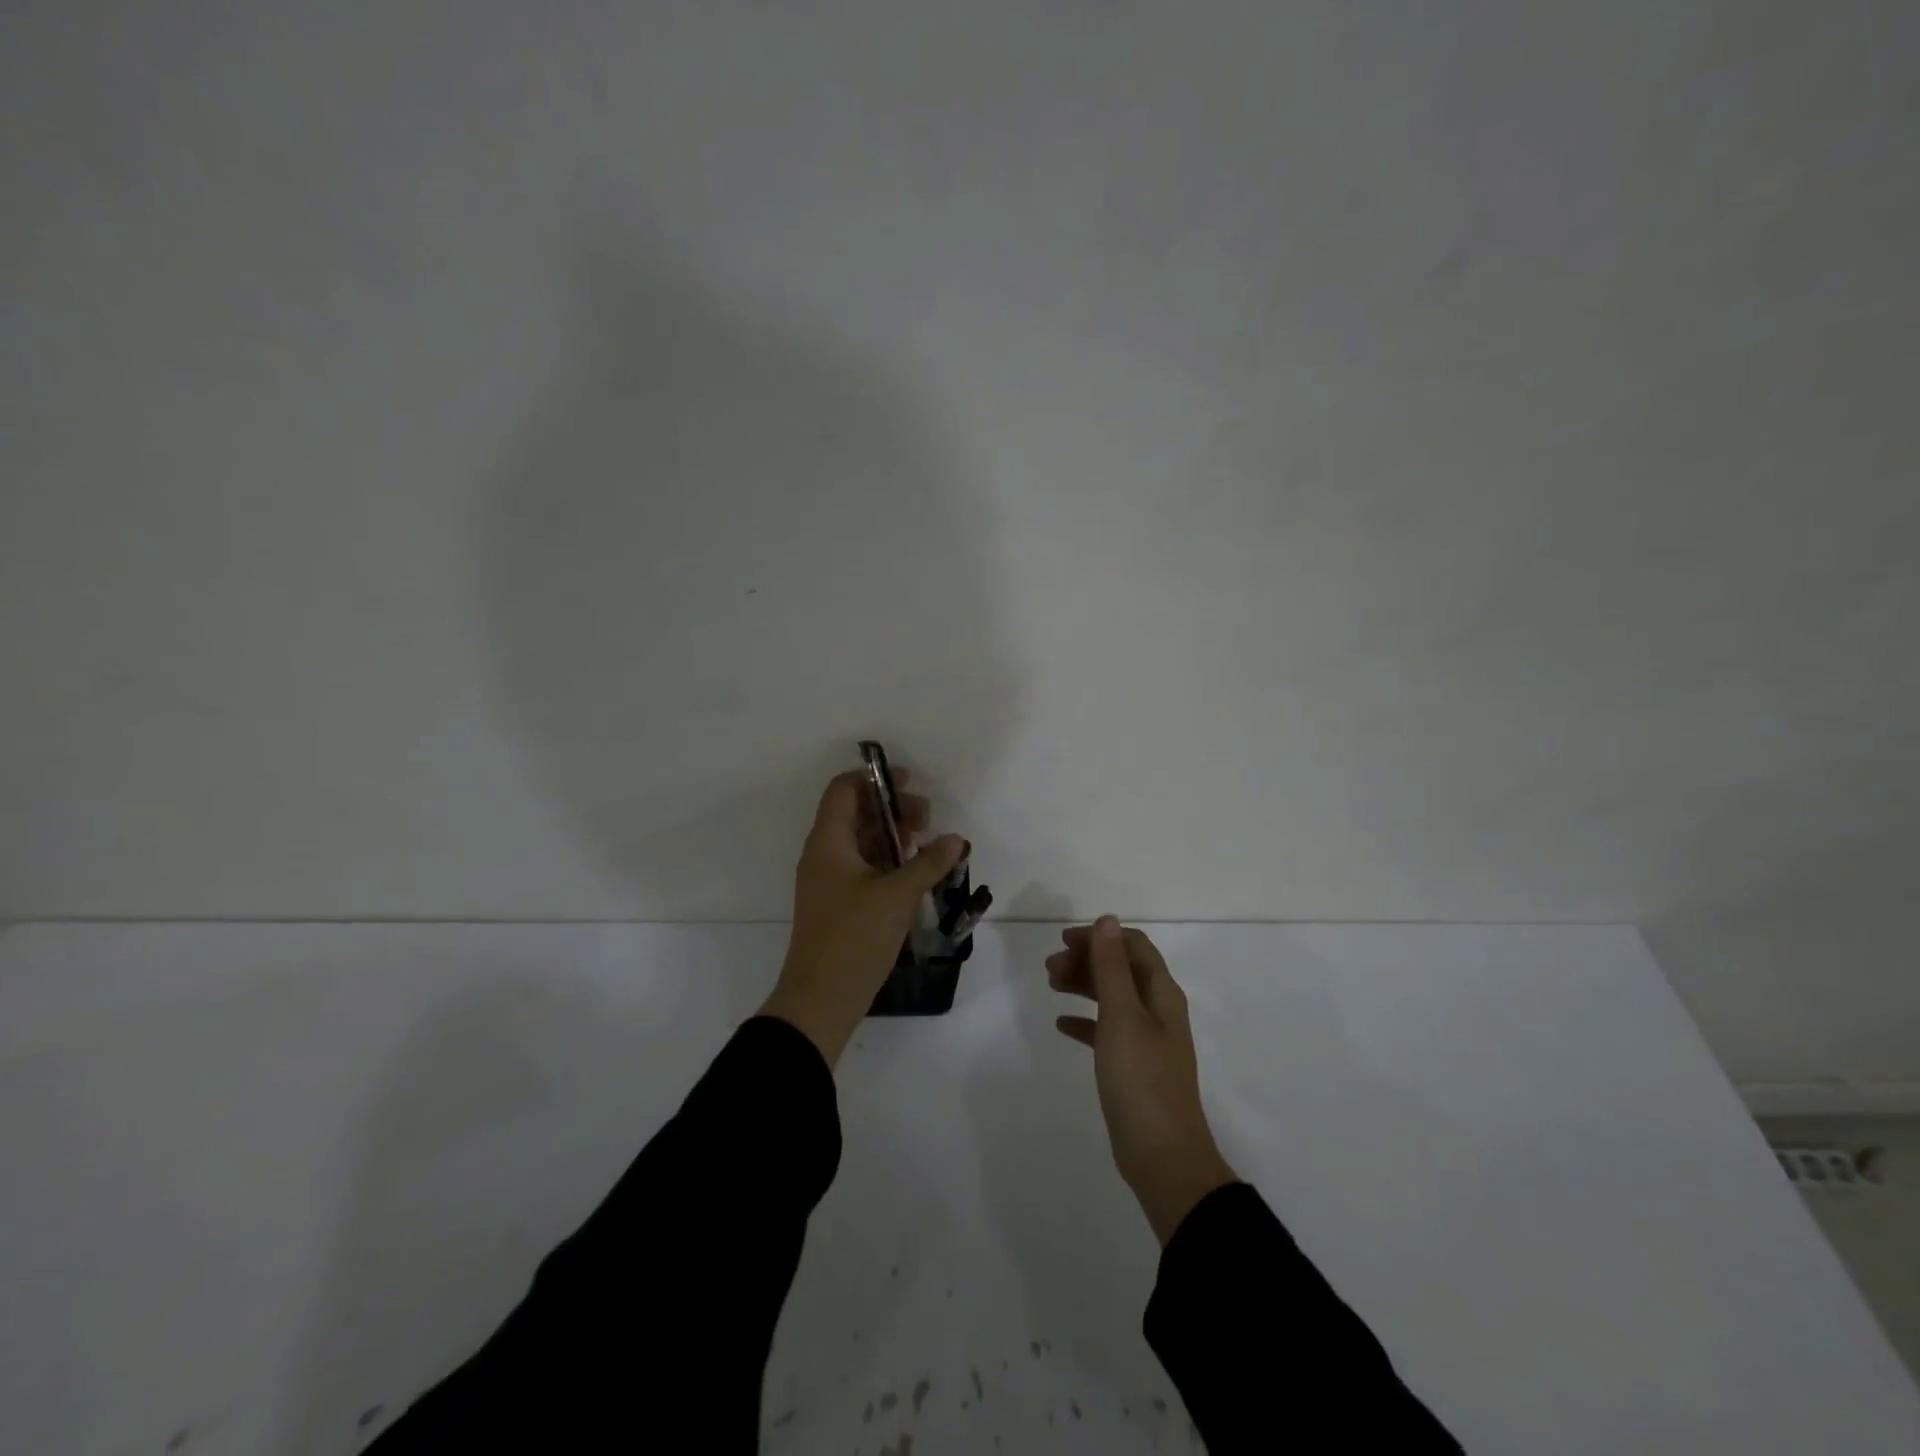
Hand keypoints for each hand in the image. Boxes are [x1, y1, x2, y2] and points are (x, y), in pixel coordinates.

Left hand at [760, 767, 966, 1066]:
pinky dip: (888, 860)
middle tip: (927, 819)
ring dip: (893, 835)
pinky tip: (916, 872)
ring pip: (862, 841)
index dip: (874, 778)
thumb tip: (956, 839)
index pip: (844, 789)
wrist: (821, 999)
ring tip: (927, 844)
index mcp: (828, 841)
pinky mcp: (839, 903)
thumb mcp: (897, 895)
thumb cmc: (854, 937)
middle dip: (892, 808)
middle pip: (856, 812)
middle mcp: (824, 854)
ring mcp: (829, 880)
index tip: (909, 782)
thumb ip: (929, 862)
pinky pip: (863, 866)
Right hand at [1048, 917, 1237, 1245]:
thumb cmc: (1141, 1080)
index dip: (1100, 937)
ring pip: (1112, 997)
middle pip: (1122, 969)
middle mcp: (1158, 1011)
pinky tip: (1062, 1025)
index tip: (1064, 940)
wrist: (1163, 1158)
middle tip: (1049, 967)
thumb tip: (1107, 919)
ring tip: (1051, 985)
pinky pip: (1106, 1031)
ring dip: (1083, 985)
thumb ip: (1112, 967)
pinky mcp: (1133, 1067)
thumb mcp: (1122, 1016)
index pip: (1133, 946)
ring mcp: (1147, 1041)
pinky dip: (1085, 1021)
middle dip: (1087, 960)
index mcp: (1162, 994)